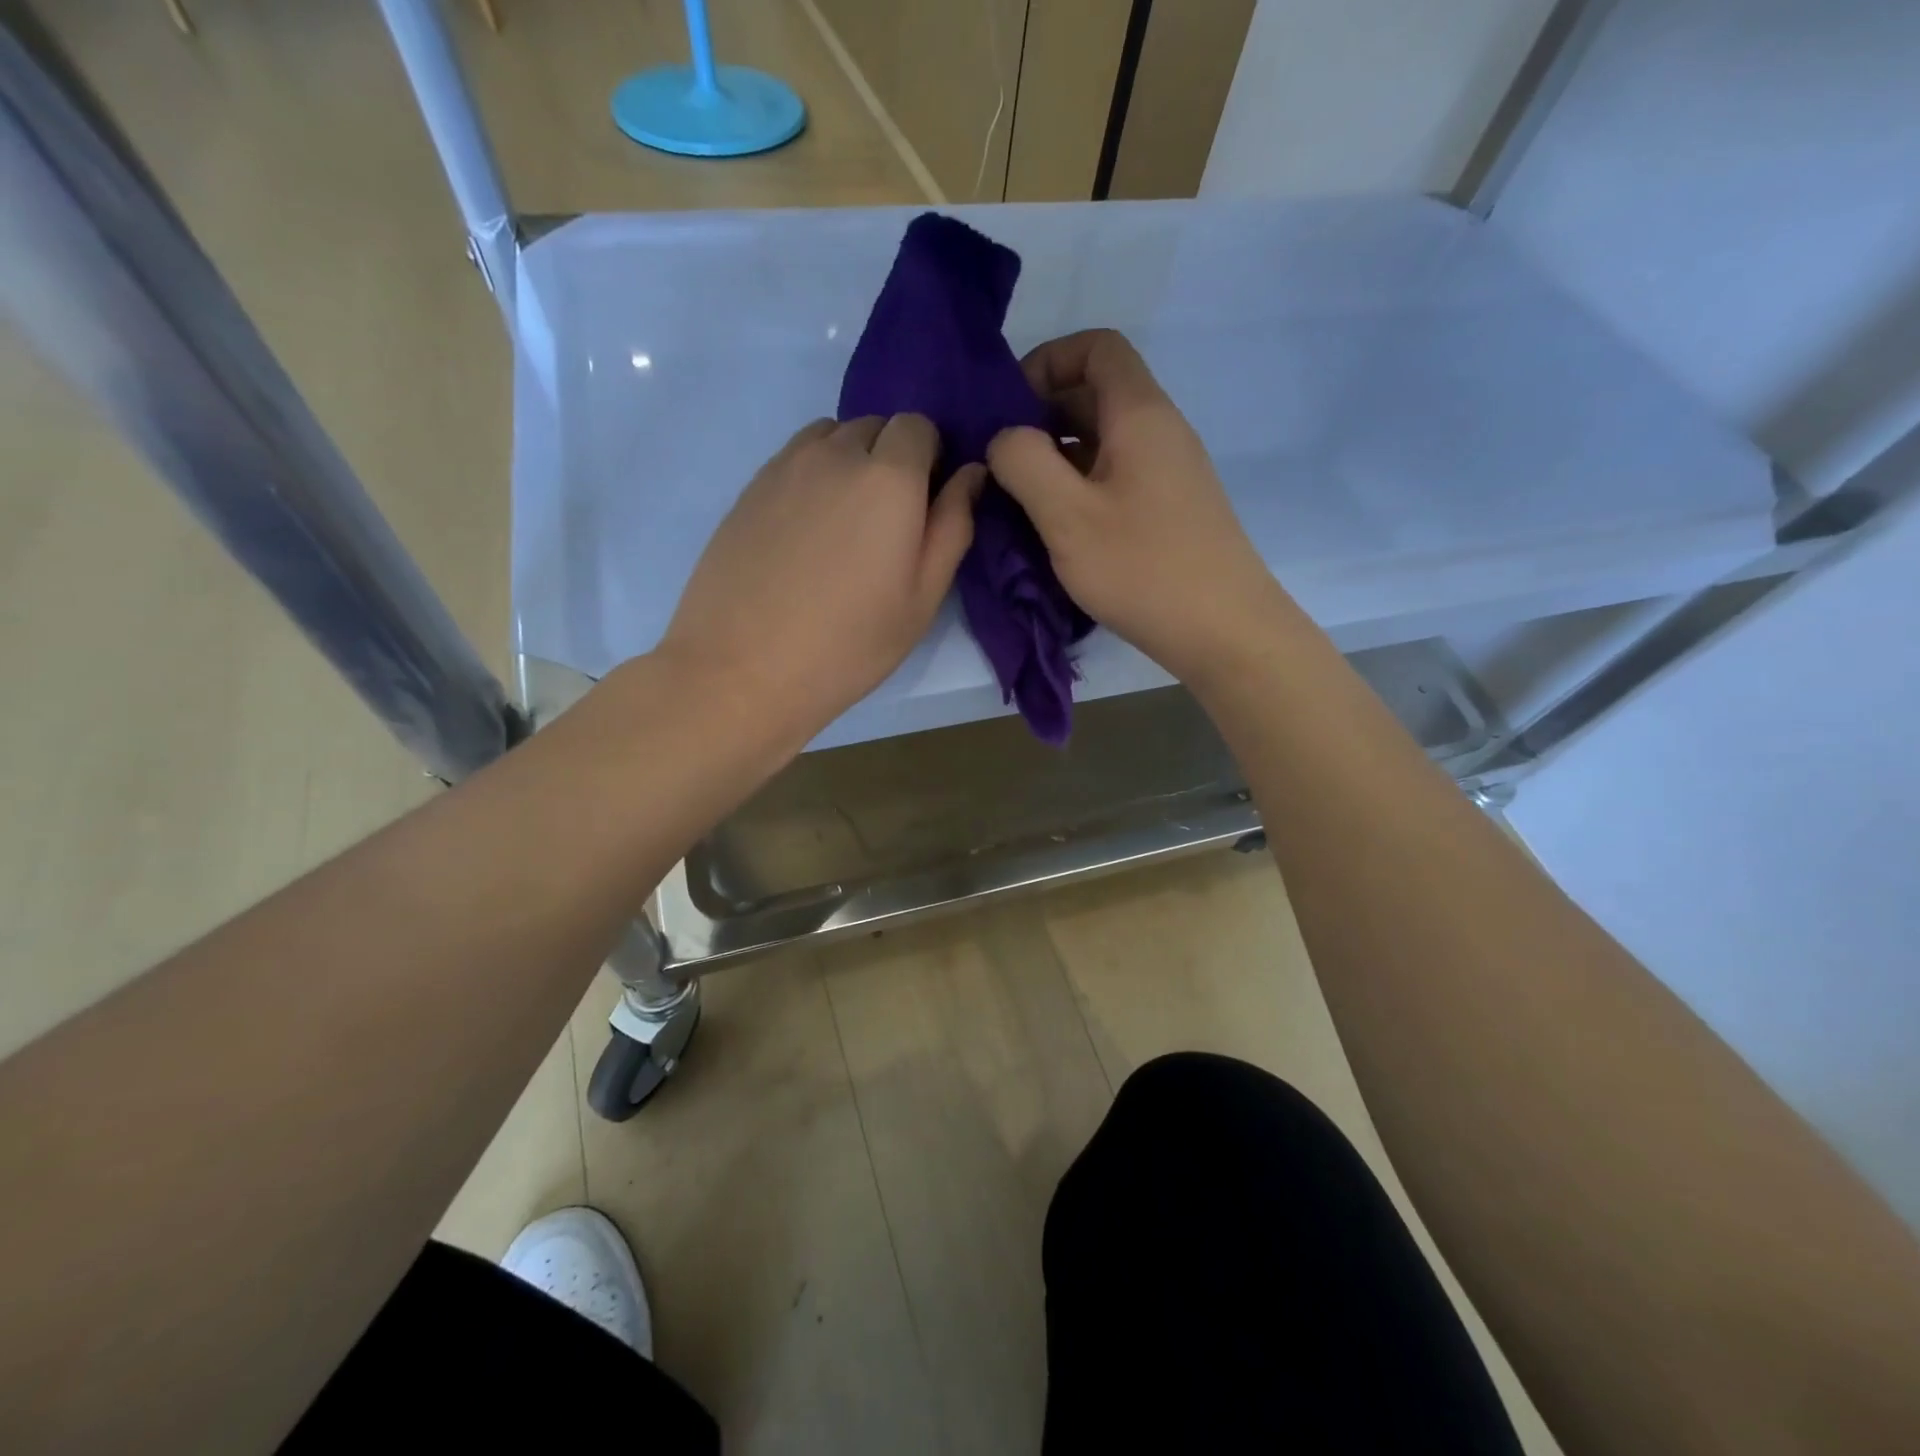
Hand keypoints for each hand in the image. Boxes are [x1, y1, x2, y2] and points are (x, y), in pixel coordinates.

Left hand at [659, 414, 980, 744]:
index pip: (919, 426)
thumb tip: (970, 473)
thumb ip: (953, 526)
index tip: (924, 502)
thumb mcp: (922, 598)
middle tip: (885, 523)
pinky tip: (805, 533)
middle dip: (891, 458)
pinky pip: (793, 460)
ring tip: (843, 524)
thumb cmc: (849, 643)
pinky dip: (811, 477)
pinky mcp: (748, 489)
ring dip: (848, 461)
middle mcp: (835, 454)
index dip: (929, 458)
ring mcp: (784, 467)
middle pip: (874, 426)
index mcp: (889, 477)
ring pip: (830, 437)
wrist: (742, 669)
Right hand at [986, 329, 1282, 683]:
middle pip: (1099, 393)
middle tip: (1002, 459)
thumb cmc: (1142, 567)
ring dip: (1059, 456)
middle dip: (1043, 414)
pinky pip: (1118, 476)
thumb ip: (1024, 463)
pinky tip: (1058, 526)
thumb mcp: (1066, 515)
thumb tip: (1005, 437)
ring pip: (1106, 440)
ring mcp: (1170, 472)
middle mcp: (1161, 432)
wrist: (1223, 630)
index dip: (1048, 361)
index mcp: (1140, 415)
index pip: (1098, 347)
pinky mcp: (1170, 509)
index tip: (1010, 407)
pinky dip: (1081, 485)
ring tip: (1020, 496)